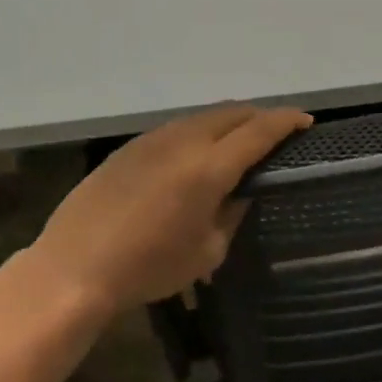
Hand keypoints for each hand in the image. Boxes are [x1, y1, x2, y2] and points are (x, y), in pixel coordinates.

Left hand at [31, 103, 312, 312]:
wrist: (75, 267)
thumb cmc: (150, 268)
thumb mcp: (208, 251)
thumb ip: (232, 213)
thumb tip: (241, 193)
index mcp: (209, 167)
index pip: (259, 131)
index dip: (286, 121)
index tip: (306, 121)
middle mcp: (183, 141)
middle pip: (231, 113)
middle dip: (260, 117)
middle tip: (276, 134)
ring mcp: (151, 140)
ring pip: (201, 118)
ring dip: (228, 124)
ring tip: (239, 143)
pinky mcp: (128, 149)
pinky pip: (175, 129)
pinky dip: (198, 134)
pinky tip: (195, 157)